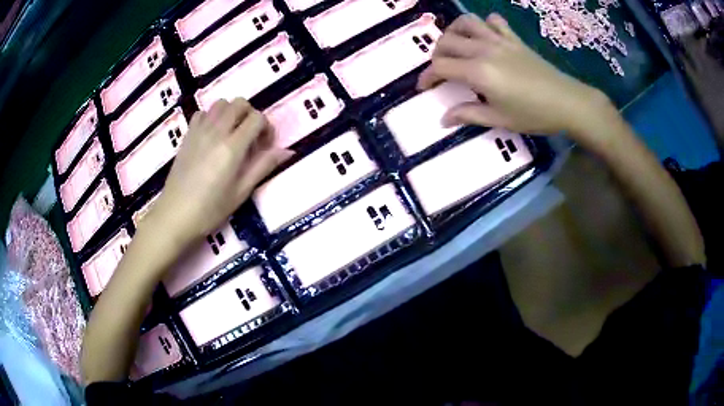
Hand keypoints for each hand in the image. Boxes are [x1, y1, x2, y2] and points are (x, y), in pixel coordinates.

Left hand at [144, 99, 291, 245]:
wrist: (175, 215)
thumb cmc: (210, 209)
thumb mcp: (241, 192)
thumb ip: (263, 166)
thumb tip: (288, 151)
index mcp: (232, 147)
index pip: (256, 118)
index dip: (266, 128)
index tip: (265, 145)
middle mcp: (216, 131)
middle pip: (239, 103)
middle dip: (250, 114)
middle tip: (250, 136)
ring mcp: (199, 131)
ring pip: (220, 103)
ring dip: (231, 112)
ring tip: (232, 133)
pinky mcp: (187, 135)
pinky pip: (202, 113)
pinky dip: (211, 117)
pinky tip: (212, 135)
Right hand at [418, 13, 611, 137]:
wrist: (567, 102)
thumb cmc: (533, 114)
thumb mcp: (499, 119)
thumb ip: (468, 115)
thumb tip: (443, 119)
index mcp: (478, 72)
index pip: (440, 66)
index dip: (427, 76)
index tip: (424, 87)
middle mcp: (484, 50)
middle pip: (447, 41)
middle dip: (436, 54)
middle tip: (440, 69)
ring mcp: (500, 41)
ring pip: (467, 23)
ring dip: (454, 31)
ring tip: (456, 45)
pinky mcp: (514, 39)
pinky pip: (494, 22)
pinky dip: (485, 25)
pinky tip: (485, 36)